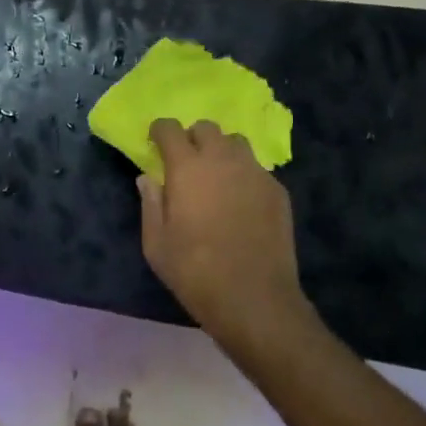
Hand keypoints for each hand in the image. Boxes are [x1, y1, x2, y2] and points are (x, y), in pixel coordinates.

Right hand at [141, 118, 320, 368]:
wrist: (253, 297)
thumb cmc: (194, 271)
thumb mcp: (156, 244)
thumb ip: (150, 204)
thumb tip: (147, 178)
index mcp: (187, 168)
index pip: (170, 128)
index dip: (159, 132)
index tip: (155, 144)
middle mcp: (223, 160)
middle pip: (207, 128)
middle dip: (192, 138)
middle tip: (186, 164)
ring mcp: (255, 173)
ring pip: (236, 143)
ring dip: (221, 152)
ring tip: (216, 178)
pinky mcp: (278, 190)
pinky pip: (256, 168)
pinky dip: (243, 174)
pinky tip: (240, 202)